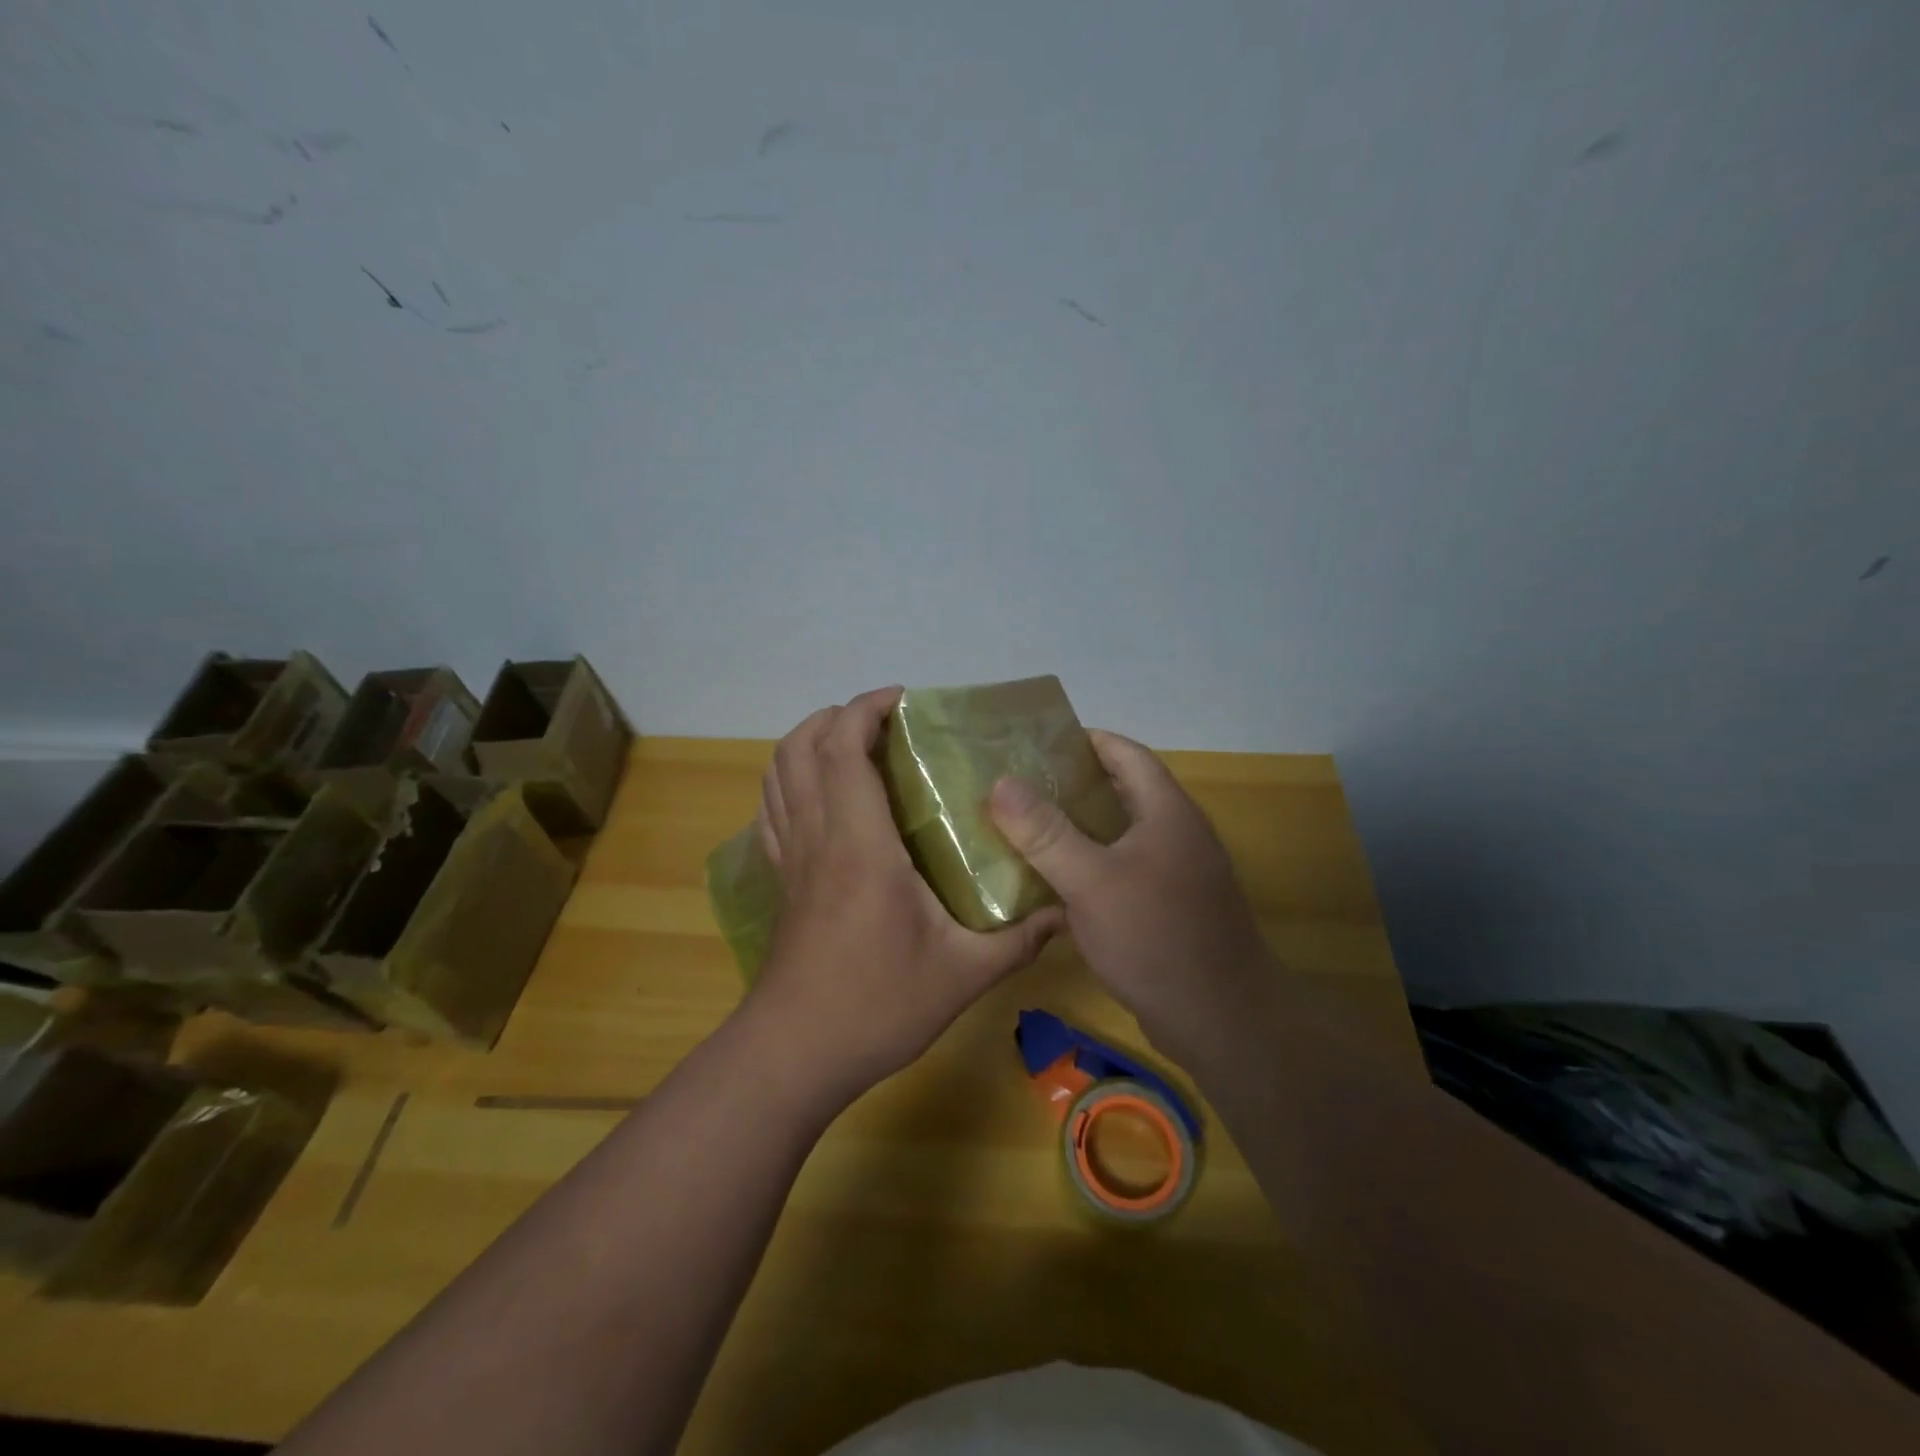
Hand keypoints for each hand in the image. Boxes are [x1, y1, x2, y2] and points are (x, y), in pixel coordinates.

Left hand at [744, 687, 1062, 1105]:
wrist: (795, 1053)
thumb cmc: (877, 1006)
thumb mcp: (963, 974)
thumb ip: (1019, 938)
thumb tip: (1068, 912)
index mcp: (860, 844)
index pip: (843, 750)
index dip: (865, 709)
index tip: (904, 700)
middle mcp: (817, 837)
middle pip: (800, 748)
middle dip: (836, 716)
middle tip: (885, 721)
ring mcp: (789, 858)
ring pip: (778, 774)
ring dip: (808, 742)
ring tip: (854, 744)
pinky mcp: (779, 880)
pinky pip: (772, 810)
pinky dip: (790, 781)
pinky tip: (823, 794)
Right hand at [987, 731, 1274, 1059]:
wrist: (1221, 1022)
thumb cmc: (1156, 938)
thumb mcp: (1091, 881)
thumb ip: (1046, 832)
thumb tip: (1001, 782)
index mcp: (1167, 812)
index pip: (1126, 753)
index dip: (1085, 741)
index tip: (1036, 744)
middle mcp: (1178, 833)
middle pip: (1123, 791)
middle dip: (1073, 785)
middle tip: (1020, 788)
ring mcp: (1178, 873)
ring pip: (1122, 835)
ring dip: (1080, 828)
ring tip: (1027, 829)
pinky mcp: (1171, 908)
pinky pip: (1125, 871)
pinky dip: (1091, 866)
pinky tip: (1056, 883)